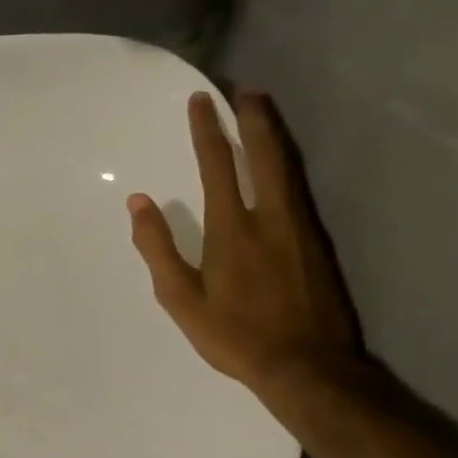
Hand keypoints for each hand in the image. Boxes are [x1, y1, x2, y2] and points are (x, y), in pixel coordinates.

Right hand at [128, 90, 363, 396]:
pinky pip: (299, 187)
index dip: (208, 130)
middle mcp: (270, 217)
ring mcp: (300, 227)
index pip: (218, 165)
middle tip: (245, 90)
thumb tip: (139, 202)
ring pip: (288, 167)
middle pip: (264, 154)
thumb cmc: (234, 335)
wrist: (308, 367)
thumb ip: (157, 247)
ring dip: (274, 134)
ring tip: (263, 111)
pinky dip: (286, 162)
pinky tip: (281, 162)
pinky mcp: (318, 242)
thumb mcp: (180, 298)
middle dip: (253, 118)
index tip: (202, 101)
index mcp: (232, 228)